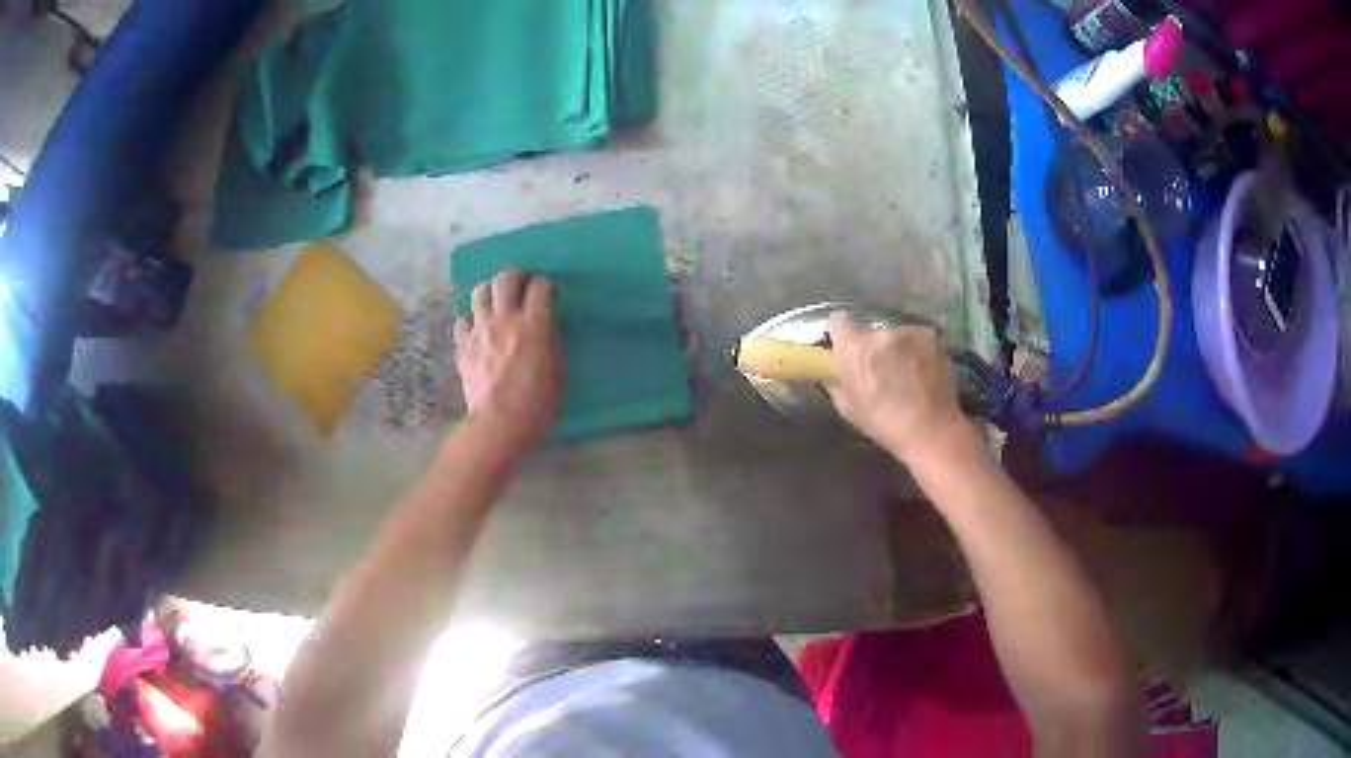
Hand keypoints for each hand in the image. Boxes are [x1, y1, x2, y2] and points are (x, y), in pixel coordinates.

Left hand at [454, 270, 563, 454]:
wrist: (498, 425)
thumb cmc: (537, 404)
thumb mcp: (557, 371)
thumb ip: (551, 343)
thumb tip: (546, 331)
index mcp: (534, 324)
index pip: (540, 287)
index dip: (546, 286)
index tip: (550, 293)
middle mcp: (505, 318)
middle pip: (506, 278)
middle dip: (517, 276)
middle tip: (523, 285)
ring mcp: (480, 331)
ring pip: (480, 291)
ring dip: (491, 291)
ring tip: (498, 301)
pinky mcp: (463, 346)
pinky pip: (462, 320)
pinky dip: (471, 320)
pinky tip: (478, 328)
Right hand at [826, 315, 970, 461]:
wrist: (932, 430)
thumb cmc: (885, 425)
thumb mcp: (848, 409)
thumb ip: (836, 382)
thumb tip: (833, 372)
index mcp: (854, 348)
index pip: (838, 322)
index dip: (842, 336)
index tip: (847, 350)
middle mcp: (880, 332)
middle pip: (870, 331)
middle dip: (873, 347)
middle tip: (880, 370)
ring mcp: (909, 332)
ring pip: (896, 335)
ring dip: (897, 349)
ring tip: (906, 374)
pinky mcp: (931, 337)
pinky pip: (917, 340)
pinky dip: (917, 352)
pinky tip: (923, 373)